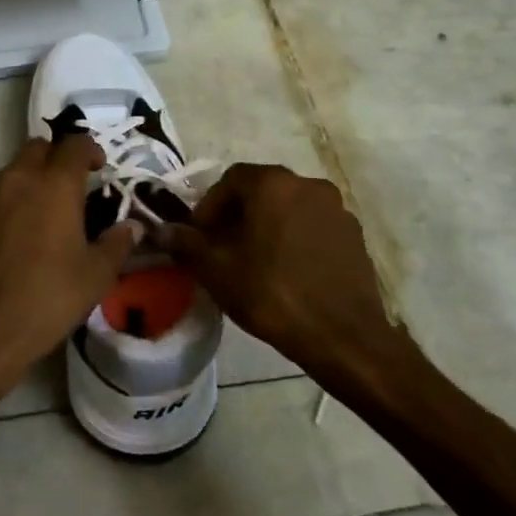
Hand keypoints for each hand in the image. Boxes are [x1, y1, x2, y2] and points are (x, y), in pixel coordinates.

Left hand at [0, 135, 138, 413]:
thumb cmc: (48, 298)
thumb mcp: (95, 275)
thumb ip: (117, 244)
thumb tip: (132, 226)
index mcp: (55, 185)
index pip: (74, 144)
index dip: (90, 149)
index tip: (100, 166)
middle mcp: (18, 180)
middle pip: (37, 147)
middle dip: (56, 157)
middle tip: (73, 184)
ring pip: (13, 171)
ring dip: (31, 178)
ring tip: (46, 210)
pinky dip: (10, 202)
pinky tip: (18, 234)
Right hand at [160, 164, 419, 394]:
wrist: (343, 337)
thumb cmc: (271, 294)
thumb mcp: (216, 270)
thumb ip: (186, 243)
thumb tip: (162, 230)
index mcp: (273, 183)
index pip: (230, 179)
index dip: (209, 205)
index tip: (200, 236)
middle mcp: (307, 184)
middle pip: (261, 190)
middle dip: (237, 214)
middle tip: (222, 247)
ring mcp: (336, 208)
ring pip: (288, 208)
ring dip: (267, 225)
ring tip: (254, 260)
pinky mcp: (354, 235)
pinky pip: (313, 226)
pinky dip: (294, 237)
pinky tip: (287, 270)